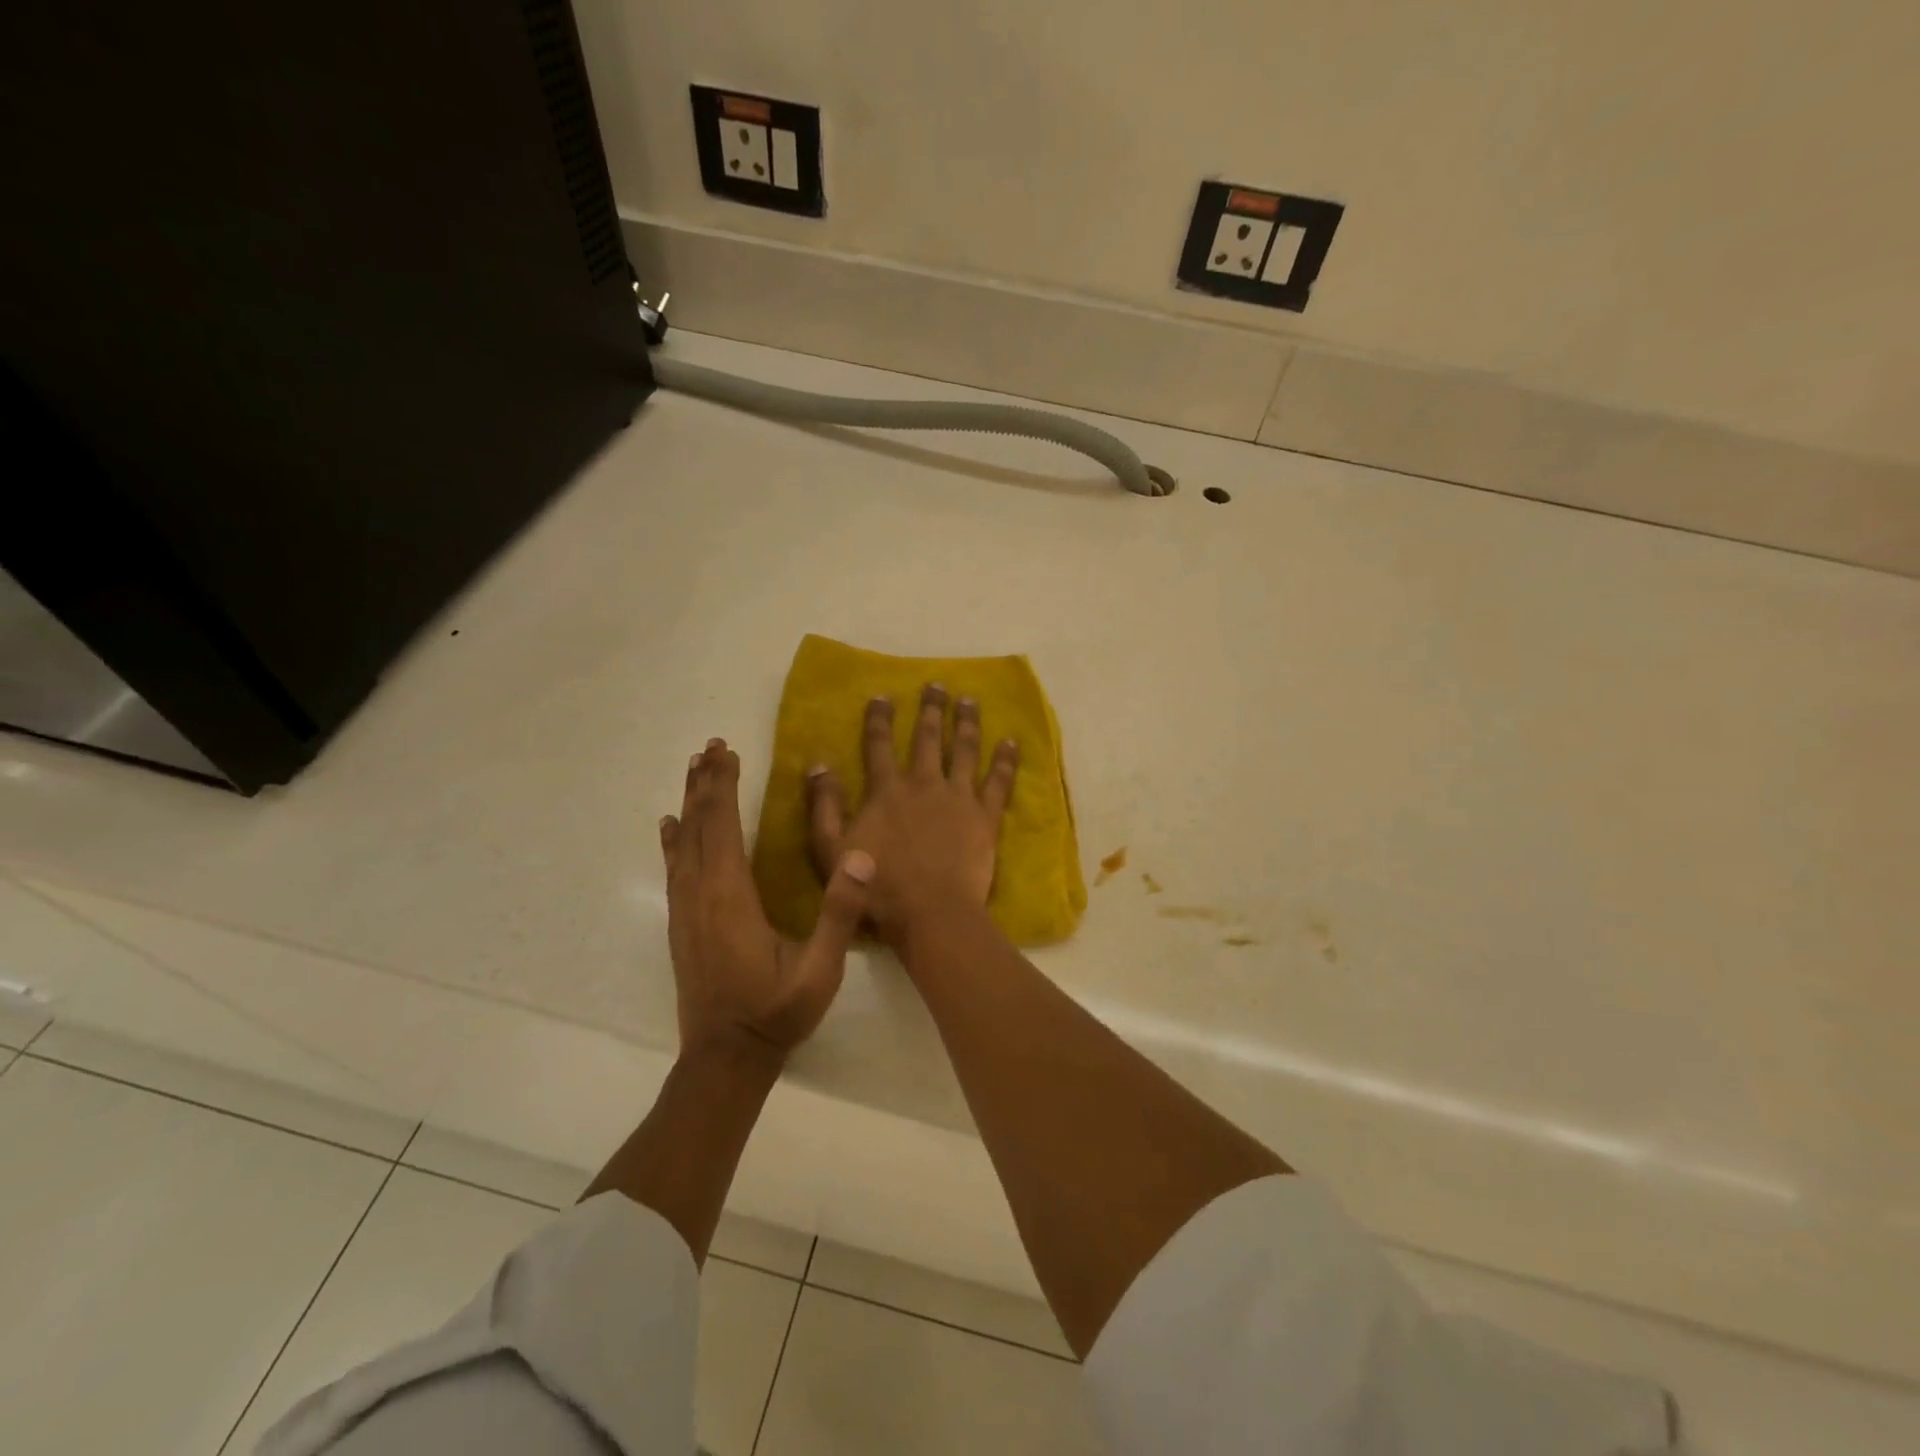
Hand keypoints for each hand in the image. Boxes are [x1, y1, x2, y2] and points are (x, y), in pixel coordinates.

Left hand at [661, 738, 872, 1059]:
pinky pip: (673, 867)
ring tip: (694, 769)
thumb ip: (839, 914)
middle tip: (710, 746)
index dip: (724, 787)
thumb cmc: (776, 1012)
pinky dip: (671, 839)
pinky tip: (669, 825)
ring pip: (682, 842)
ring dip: (688, 802)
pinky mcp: (681, 923)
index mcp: (731, 897)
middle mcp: (700, 894)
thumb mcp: (820, 970)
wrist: (725, 1058)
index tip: (727, 750)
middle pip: (698, 825)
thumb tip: (862, 858)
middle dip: (705, 783)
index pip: (723, 827)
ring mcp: (685, 909)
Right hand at [805, 684, 1019, 939]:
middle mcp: (924, 784)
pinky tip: (1011, 741)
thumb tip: (818, 764)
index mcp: (887, 791)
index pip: (879, 745)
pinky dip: (1005, 760)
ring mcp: (958, 798)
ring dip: (967, 723)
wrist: (930, 913)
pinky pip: (999, 782)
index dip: (880, 719)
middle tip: (937, 685)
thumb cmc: (878, 888)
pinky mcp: (985, 816)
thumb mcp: (832, 851)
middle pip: (927, 739)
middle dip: (931, 709)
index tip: (883, 695)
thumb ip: (824, 807)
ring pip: (964, 750)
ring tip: (970, 700)